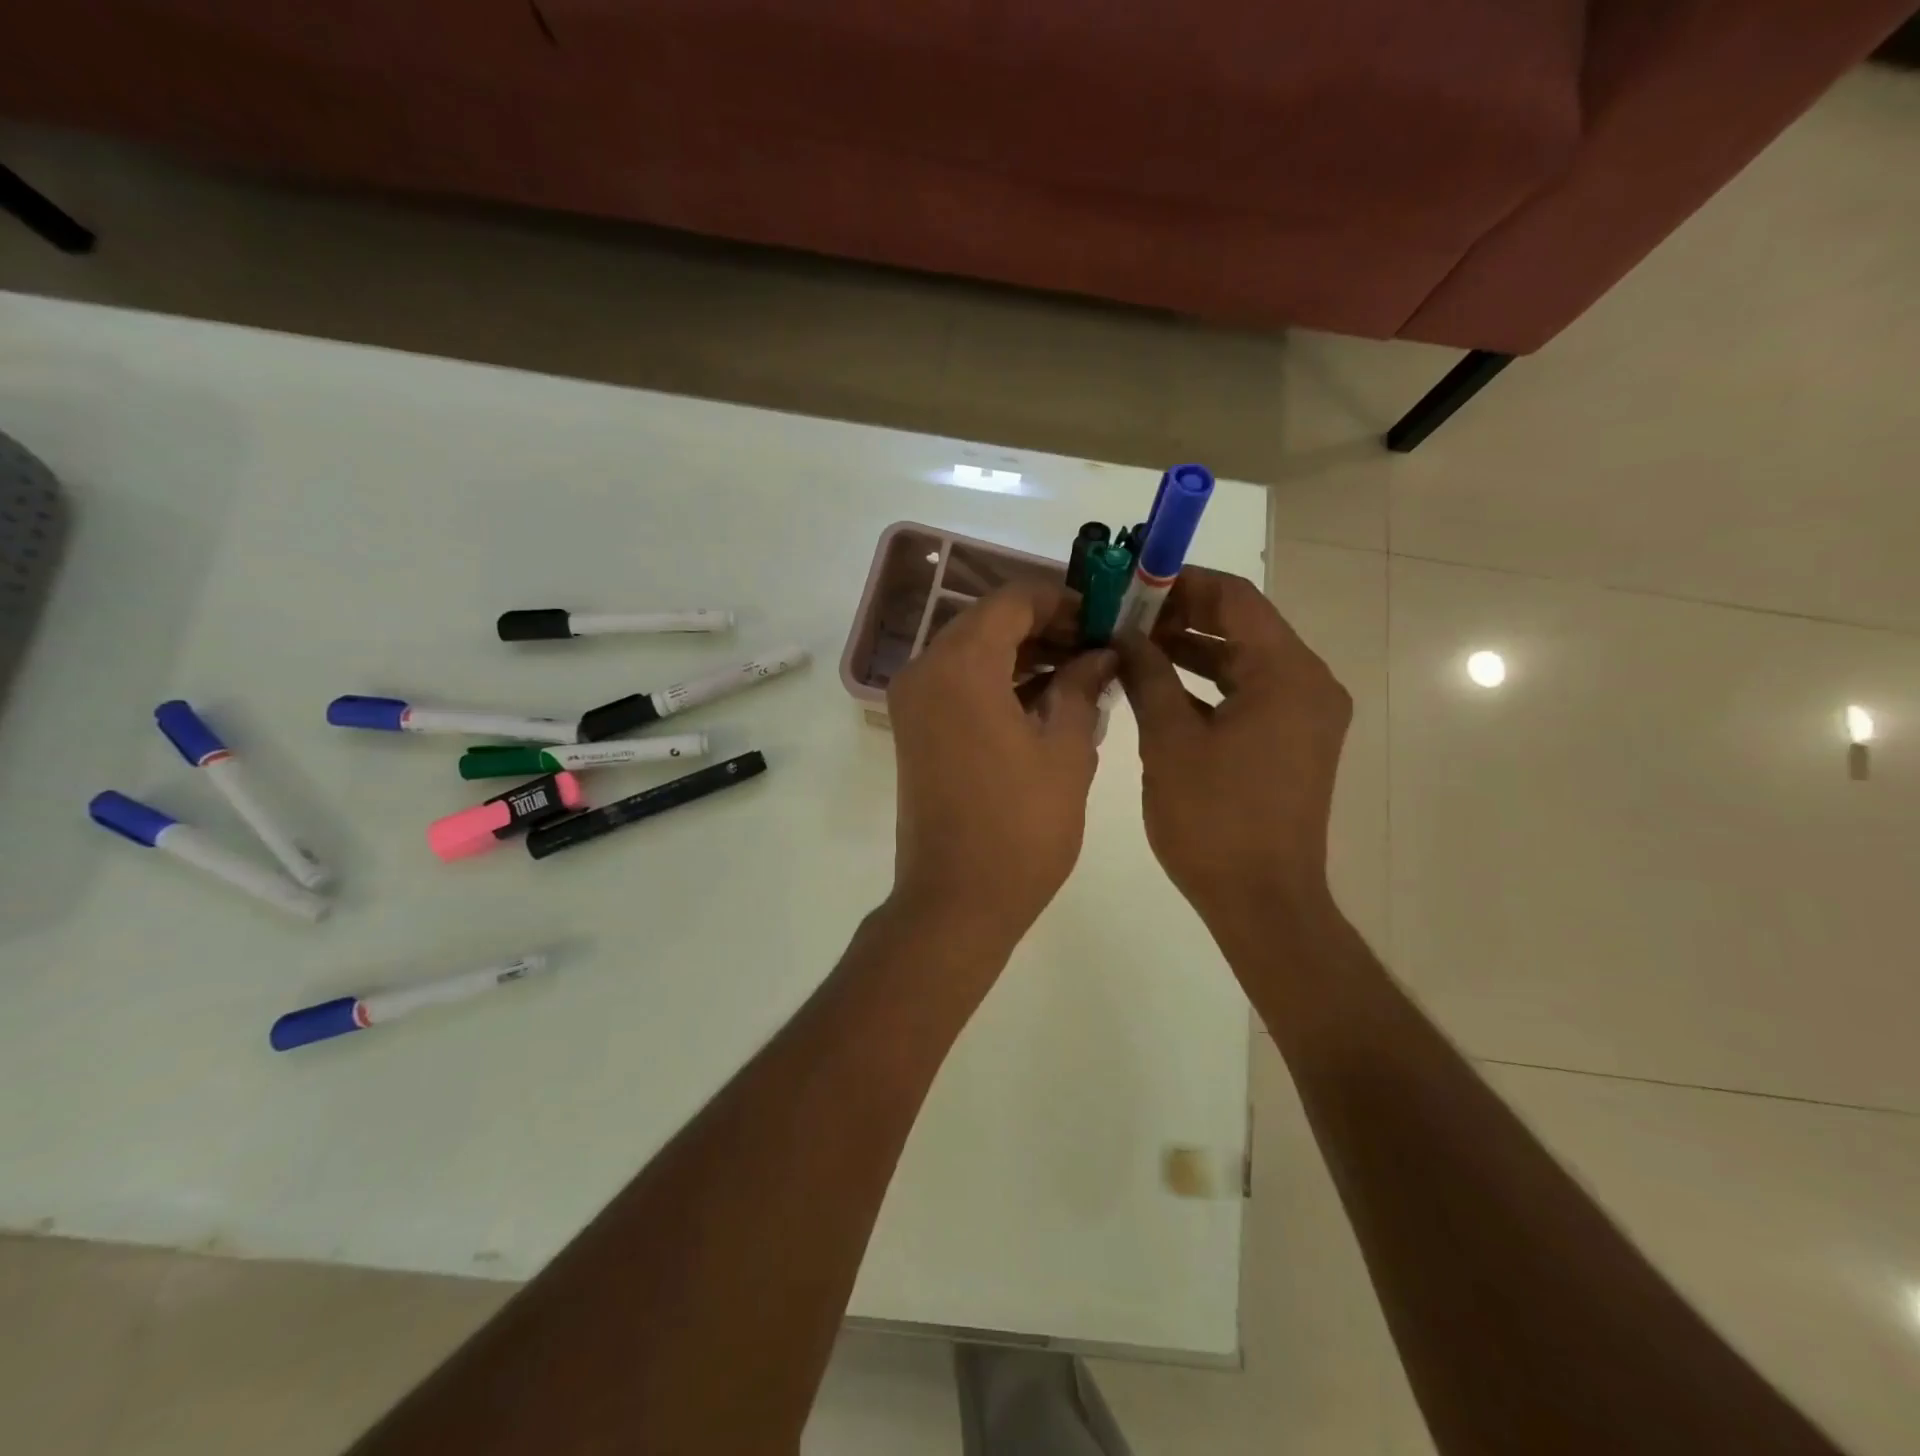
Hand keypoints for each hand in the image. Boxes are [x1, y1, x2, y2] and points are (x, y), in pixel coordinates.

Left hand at [886, 581, 1115, 960]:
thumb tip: (1101, 654)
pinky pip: (958, 684)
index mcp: (961, 665)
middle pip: (988, 622)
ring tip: (1081, 672)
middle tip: (1098, 646)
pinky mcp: (914, 730)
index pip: (1013, 600)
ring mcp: (913, 702)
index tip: (1105, 618)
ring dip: (1023, 654)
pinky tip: (1045, 699)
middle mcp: (925, 670)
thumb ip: (1083, 687)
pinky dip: (998, 681)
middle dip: (1046, 626)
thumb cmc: (1020, 827)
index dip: (1063, 600)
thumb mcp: (1066, 751)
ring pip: (972, 652)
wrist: (956, 901)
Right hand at [1116, 567, 1350, 934]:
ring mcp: (1304, 715)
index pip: (1235, 598)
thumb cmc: (1214, 819)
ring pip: (1243, 660)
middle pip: (1242, 626)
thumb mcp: (1169, 741)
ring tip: (1133, 645)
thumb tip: (1125, 635)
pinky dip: (1208, 684)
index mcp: (1287, 674)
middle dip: (1182, 616)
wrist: (1262, 901)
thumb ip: (1148, 676)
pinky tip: (1160, 686)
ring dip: (1192, 650)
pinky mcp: (1292, 742)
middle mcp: (1308, 683)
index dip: (1182, 583)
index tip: (1132, 583)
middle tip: (1124, 615)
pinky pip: (1248, 693)